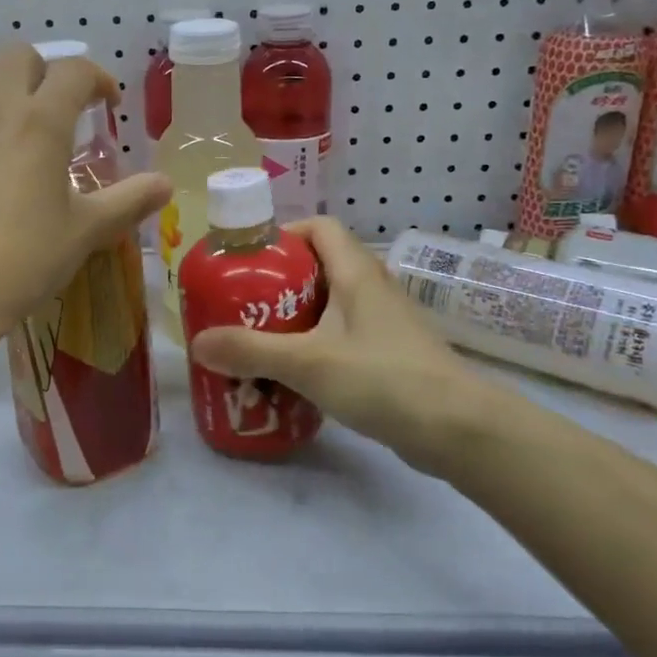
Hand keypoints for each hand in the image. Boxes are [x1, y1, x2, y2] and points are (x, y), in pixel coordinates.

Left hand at [0, 44, 169, 338]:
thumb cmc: (25, 259)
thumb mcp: (86, 231)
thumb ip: (129, 200)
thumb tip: (166, 183)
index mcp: (42, 122)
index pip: (75, 71)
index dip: (99, 79)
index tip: (109, 106)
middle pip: (20, 55)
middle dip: (46, 71)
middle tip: (60, 109)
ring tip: (14, 113)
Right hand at [188, 218, 523, 475]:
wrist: (458, 429)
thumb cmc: (383, 378)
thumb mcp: (308, 363)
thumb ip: (250, 351)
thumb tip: (198, 342)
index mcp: (356, 272)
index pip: (319, 227)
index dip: (283, 234)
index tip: (248, 260)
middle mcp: (372, 288)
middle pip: (319, 267)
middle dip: (278, 282)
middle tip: (241, 306)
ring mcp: (384, 323)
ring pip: (331, 305)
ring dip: (295, 318)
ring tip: (257, 341)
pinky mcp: (389, 355)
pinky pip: (343, 337)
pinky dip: (316, 346)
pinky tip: (294, 374)